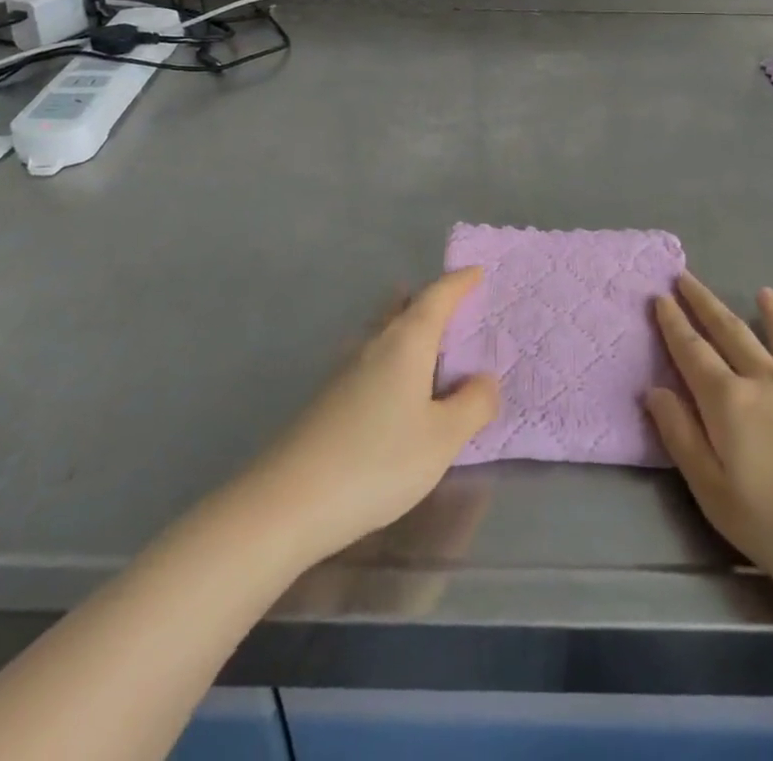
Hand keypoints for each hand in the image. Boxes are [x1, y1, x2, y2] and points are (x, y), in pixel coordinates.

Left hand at [245, 267, 497, 564]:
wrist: (288, 501)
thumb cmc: (377, 461)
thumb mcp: (442, 439)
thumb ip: (473, 404)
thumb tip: (485, 379)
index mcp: (407, 341)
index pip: (437, 296)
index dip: (459, 282)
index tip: (477, 271)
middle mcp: (375, 344)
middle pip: (404, 307)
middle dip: (430, 300)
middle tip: (455, 303)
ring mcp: (346, 370)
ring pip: (384, 332)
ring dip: (408, 327)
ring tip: (429, 339)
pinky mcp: (330, 398)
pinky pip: (372, 359)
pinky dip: (394, 358)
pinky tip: (397, 387)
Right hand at [645, 275, 772, 619]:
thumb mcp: (719, 498)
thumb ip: (683, 440)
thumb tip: (656, 392)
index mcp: (729, 403)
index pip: (692, 352)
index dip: (673, 324)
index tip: (659, 297)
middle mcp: (766, 382)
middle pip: (730, 332)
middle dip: (705, 304)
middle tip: (686, 278)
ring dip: (767, 314)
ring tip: (761, 291)